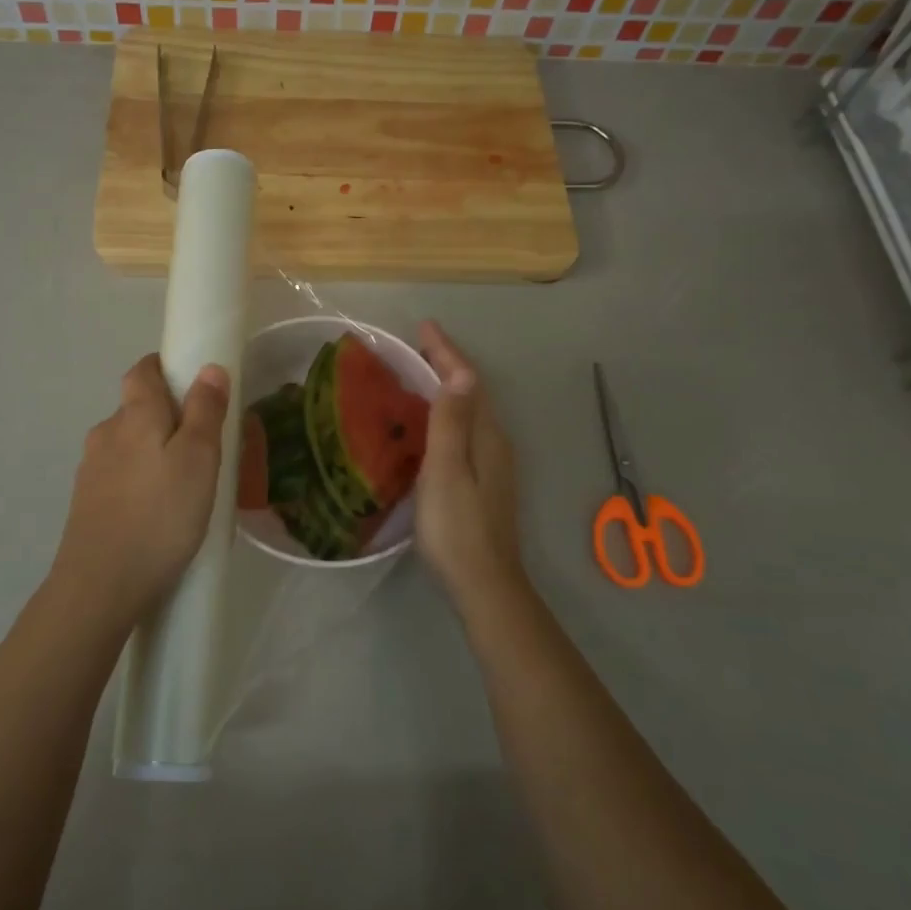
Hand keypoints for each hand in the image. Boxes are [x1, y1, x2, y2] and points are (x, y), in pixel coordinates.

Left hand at [49, 353, 230, 626]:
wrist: (100, 585)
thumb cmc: (160, 516)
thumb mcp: (199, 460)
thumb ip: (205, 411)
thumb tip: (209, 368)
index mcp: (134, 415)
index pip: (143, 370)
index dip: (166, 368)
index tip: (194, 384)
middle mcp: (106, 433)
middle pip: (136, 408)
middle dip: (167, 415)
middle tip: (203, 444)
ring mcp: (91, 469)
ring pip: (128, 445)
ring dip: (154, 451)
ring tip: (185, 483)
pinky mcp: (86, 502)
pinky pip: (120, 475)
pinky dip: (140, 480)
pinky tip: (158, 510)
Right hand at [415, 322, 526, 604]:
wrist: (484, 583)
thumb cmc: (457, 527)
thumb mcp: (446, 471)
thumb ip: (452, 423)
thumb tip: (461, 373)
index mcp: (486, 435)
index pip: (468, 381)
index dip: (446, 352)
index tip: (424, 326)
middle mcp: (494, 442)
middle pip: (472, 392)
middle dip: (447, 364)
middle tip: (415, 346)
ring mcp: (492, 463)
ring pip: (469, 411)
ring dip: (447, 388)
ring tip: (416, 375)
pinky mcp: (484, 481)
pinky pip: (465, 430)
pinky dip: (446, 413)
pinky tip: (428, 424)